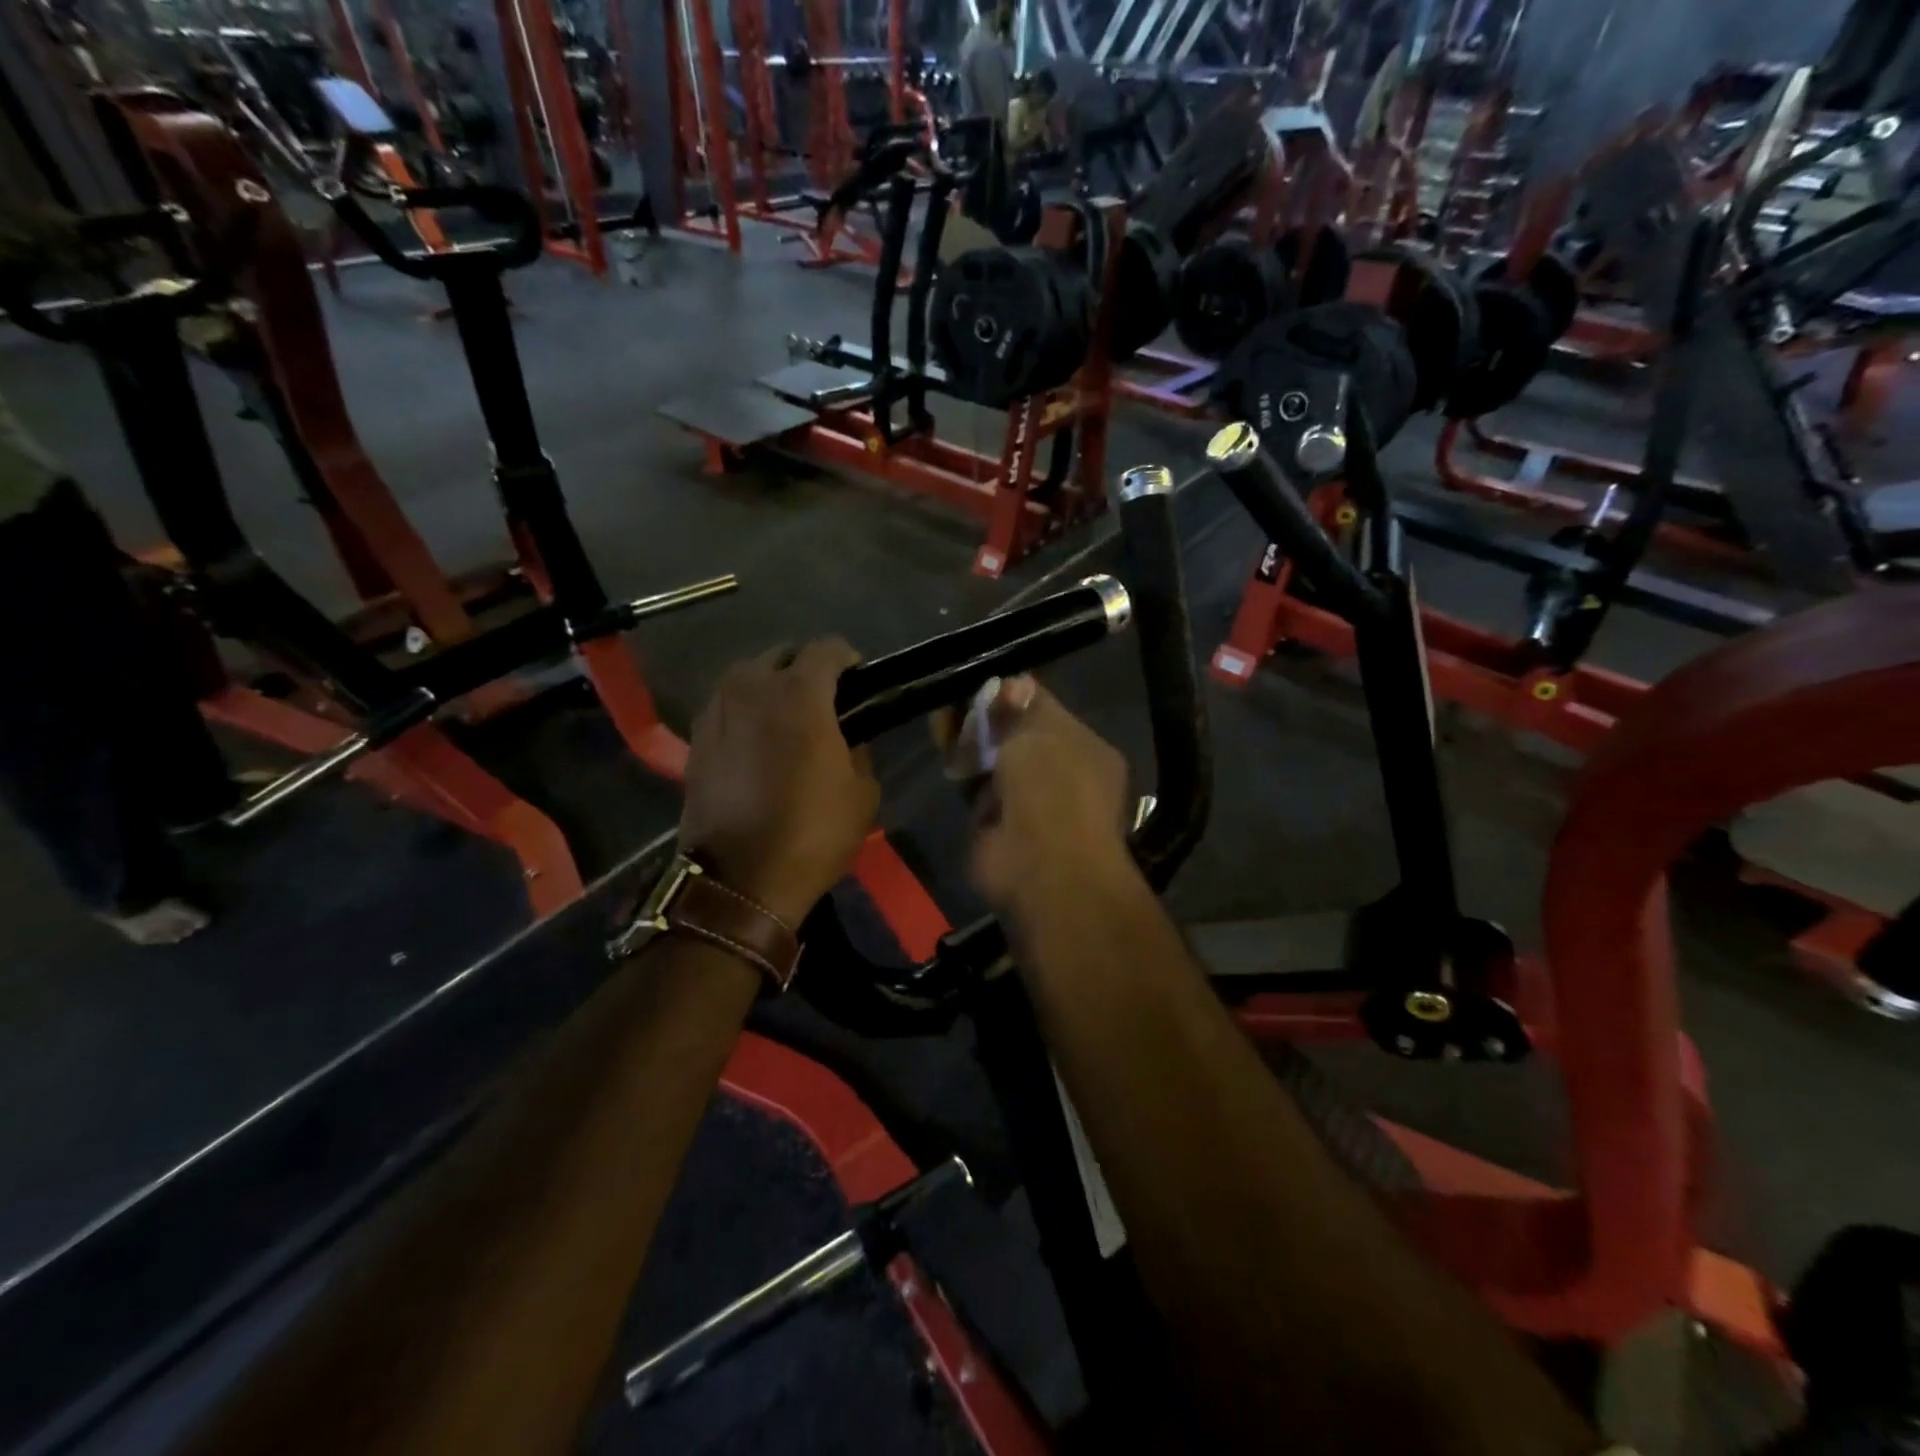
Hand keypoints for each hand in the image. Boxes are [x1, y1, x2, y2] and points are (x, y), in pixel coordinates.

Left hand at [679, 639, 879, 925]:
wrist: (740, 880)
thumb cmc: (812, 833)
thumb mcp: (862, 793)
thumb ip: (858, 752)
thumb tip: (846, 741)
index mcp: (800, 694)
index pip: (827, 649)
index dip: (848, 658)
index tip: (858, 678)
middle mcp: (752, 688)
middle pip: (781, 655)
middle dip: (805, 668)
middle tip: (823, 698)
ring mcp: (717, 711)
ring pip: (746, 677)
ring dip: (769, 686)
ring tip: (786, 716)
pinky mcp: (696, 739)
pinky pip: (726, 706)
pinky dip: (744, 711)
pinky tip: (756, 739)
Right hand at [967, 676, 1135, 922]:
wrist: (1044, 871)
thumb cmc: (1052, 790)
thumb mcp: (1037, 734)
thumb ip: (1018, 709)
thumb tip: (1012, 683)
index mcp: (1085, 748)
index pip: (1045, 711)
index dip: (1012, 695)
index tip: (980, 685)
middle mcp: (1061, 775)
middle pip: (1015, 737)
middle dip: (984, 719)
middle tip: (953, 704)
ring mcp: (1030, 804)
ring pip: (993, 763)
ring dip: (969, 746)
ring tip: (942, 725)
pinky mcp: (999, 828)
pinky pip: (977, 791)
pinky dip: (963, 777)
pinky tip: (947, 759)